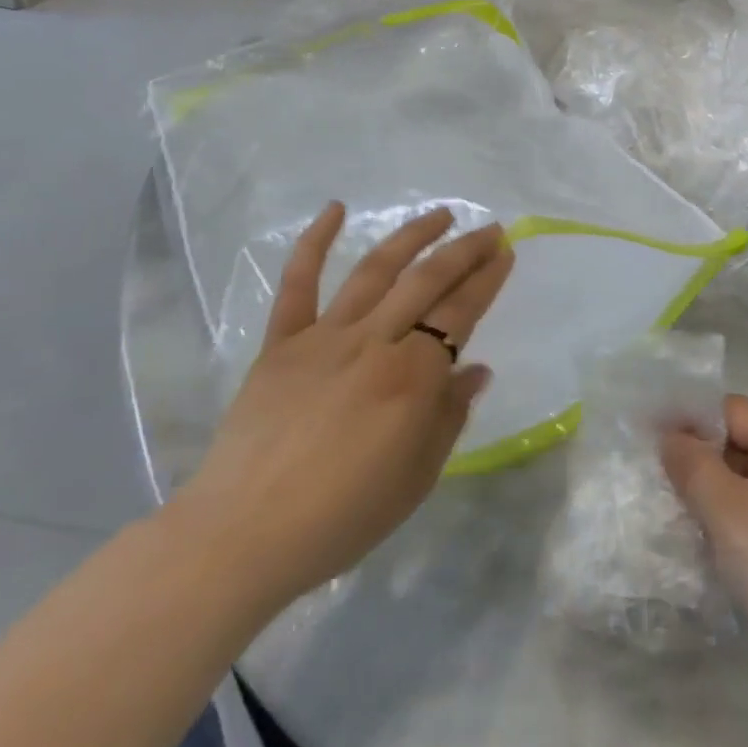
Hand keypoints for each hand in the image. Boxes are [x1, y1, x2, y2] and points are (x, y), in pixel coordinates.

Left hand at [167, 204, 512, 615]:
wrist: (241, 538)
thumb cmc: (341, 517)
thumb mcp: (416, 478)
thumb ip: (449, 416)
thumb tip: (475, 369)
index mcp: (411, 377)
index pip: (460, 312)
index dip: (487, 279)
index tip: (506, 252)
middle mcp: (373, 343)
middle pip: (427, 282)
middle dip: (464, 251)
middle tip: (489, 229)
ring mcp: (324, 338)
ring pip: (374, 271)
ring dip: (411, 237)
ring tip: (439, 215)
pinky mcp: (281, 344)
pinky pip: (297, 286)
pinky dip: (314, 243)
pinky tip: (335, 208)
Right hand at [662, 396, 747, 731]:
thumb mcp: (726, 507)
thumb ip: (691, 463)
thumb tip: (669, 436)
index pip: (732, 410)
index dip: (690, 417)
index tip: (648, 434)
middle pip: (736, 442)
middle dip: (696, 455)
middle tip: (652, 471)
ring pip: (739, 482)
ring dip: (705, 491)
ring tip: (666, 503)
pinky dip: (721, 520)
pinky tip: (694, 536)